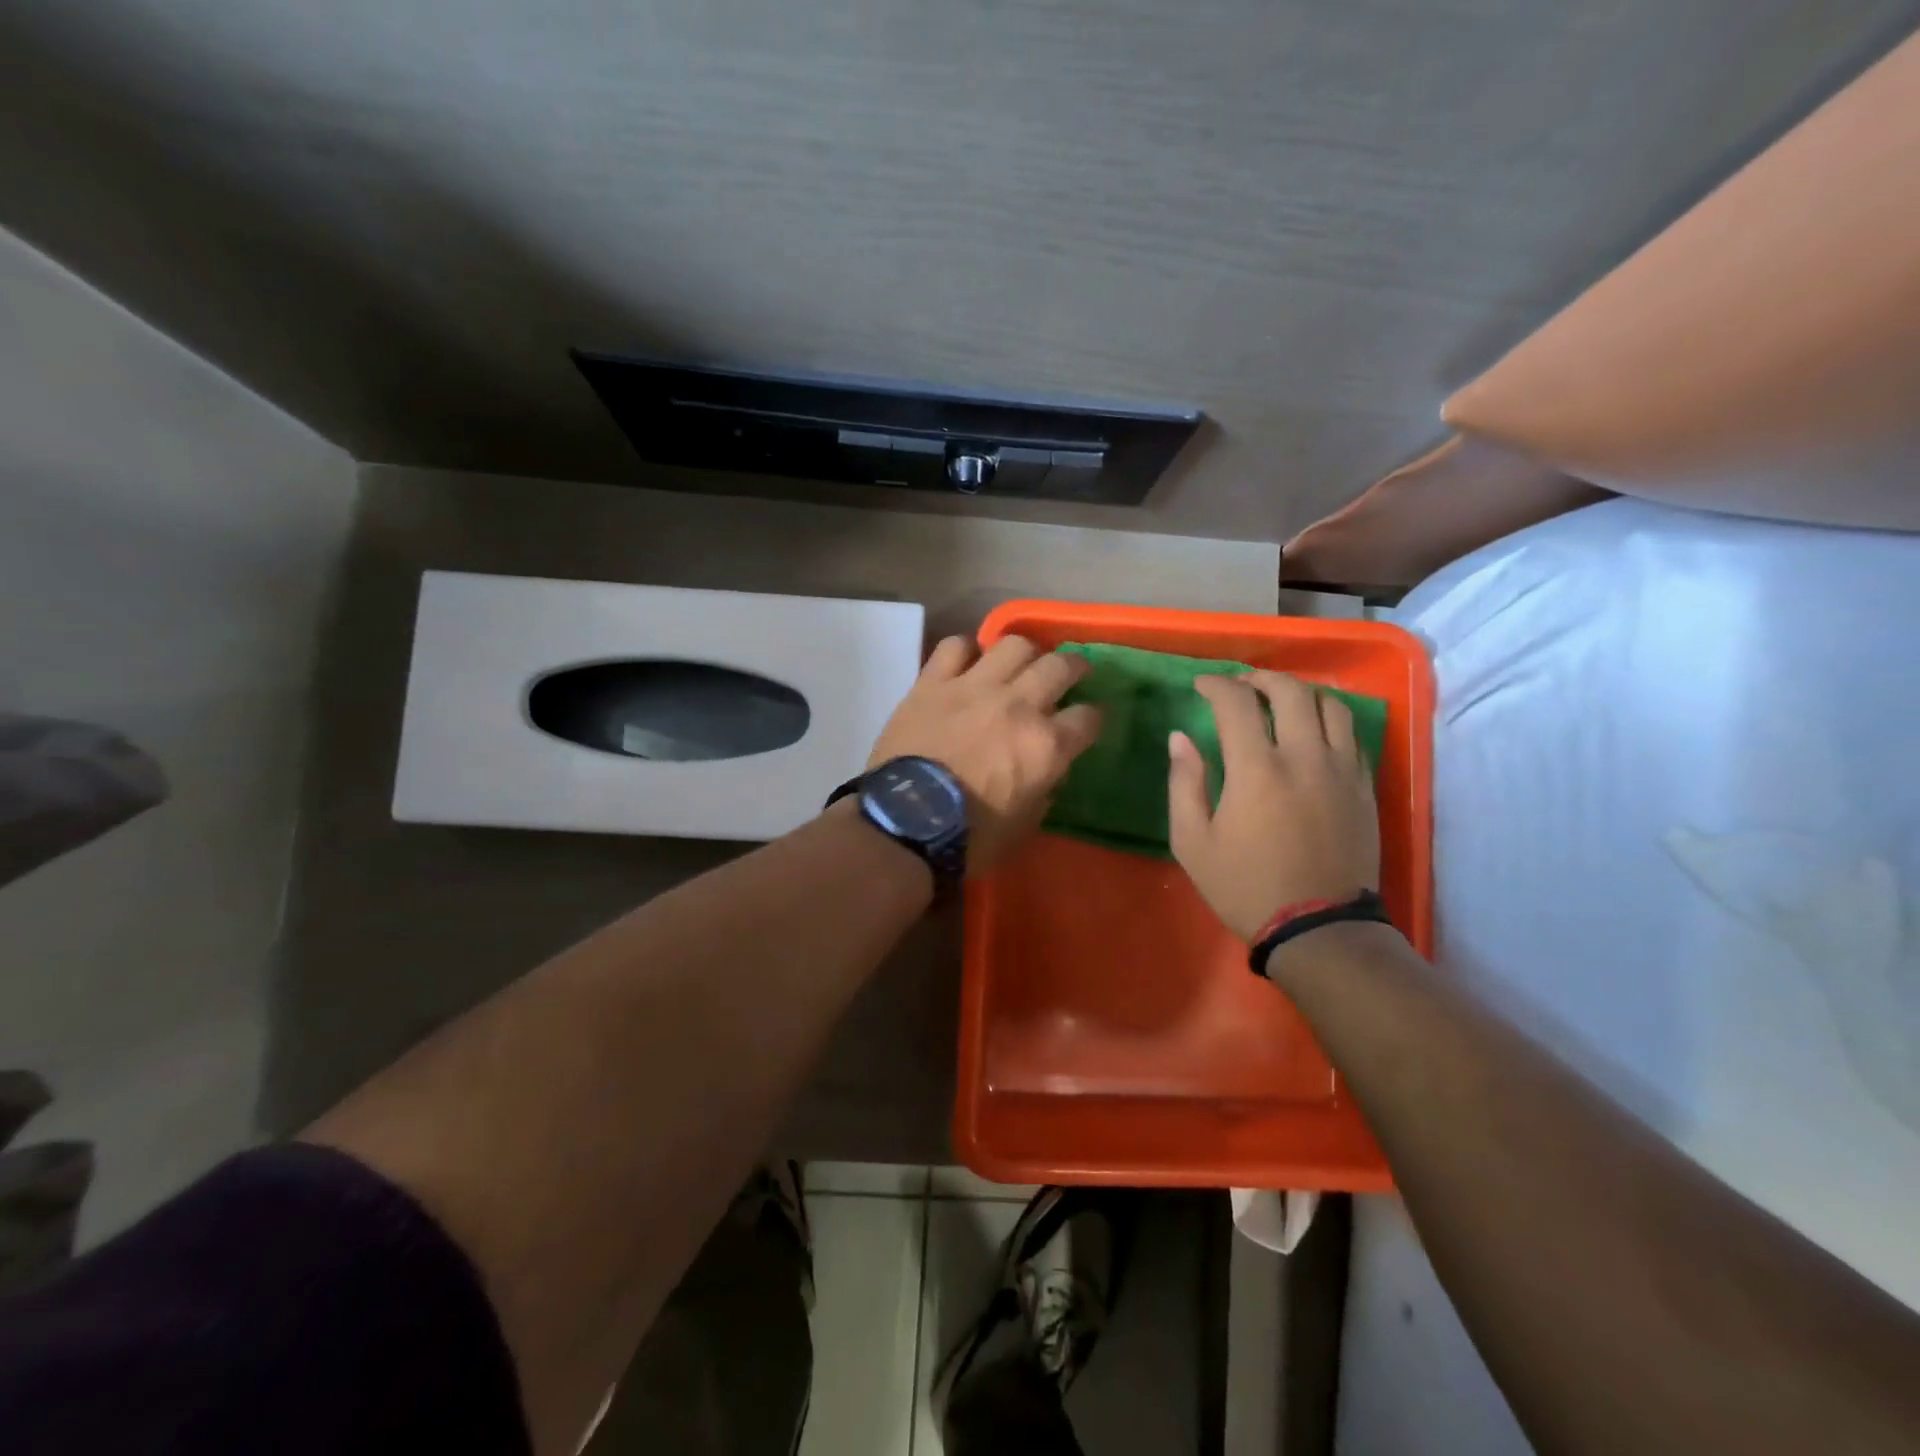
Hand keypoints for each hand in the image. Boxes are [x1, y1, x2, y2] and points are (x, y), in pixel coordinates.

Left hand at [866, 635, 1102, 873]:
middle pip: (1060, 666)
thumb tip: (1047, 769)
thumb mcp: (1024, 825)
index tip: (1088, 722)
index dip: (1093, 719)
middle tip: (1070, 675)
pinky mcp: (932, 682)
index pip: (1089, 717)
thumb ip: (1044, 788)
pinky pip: (954, 646)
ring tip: (1021, 663)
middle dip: (1074, 668)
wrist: (905, 823)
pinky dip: (965, 650)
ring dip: (1025, 653)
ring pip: (1014, 644)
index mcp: (1046, 746)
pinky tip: (967, 662)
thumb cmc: (970, 837)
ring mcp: (973, 687)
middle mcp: (1018, 705)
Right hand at [1168, 671, 1378, 940]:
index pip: (1237, 702)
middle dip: (1259, 678)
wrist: (1319, 928)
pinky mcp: (1364, 787)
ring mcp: (1341, 770)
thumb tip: (1180, 738)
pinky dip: (1329, 719)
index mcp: (1257, 769)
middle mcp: (1304, 757)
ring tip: (1280, 700)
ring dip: (1300, 692)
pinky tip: (1313, 731)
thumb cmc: (1245, 887)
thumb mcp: (1193, 842)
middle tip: (1240, 686)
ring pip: (1331, 705)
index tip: (1201, 686)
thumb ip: (1184, 783)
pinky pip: (1353, 734)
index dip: (1215, 685)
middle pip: (1289, 691)